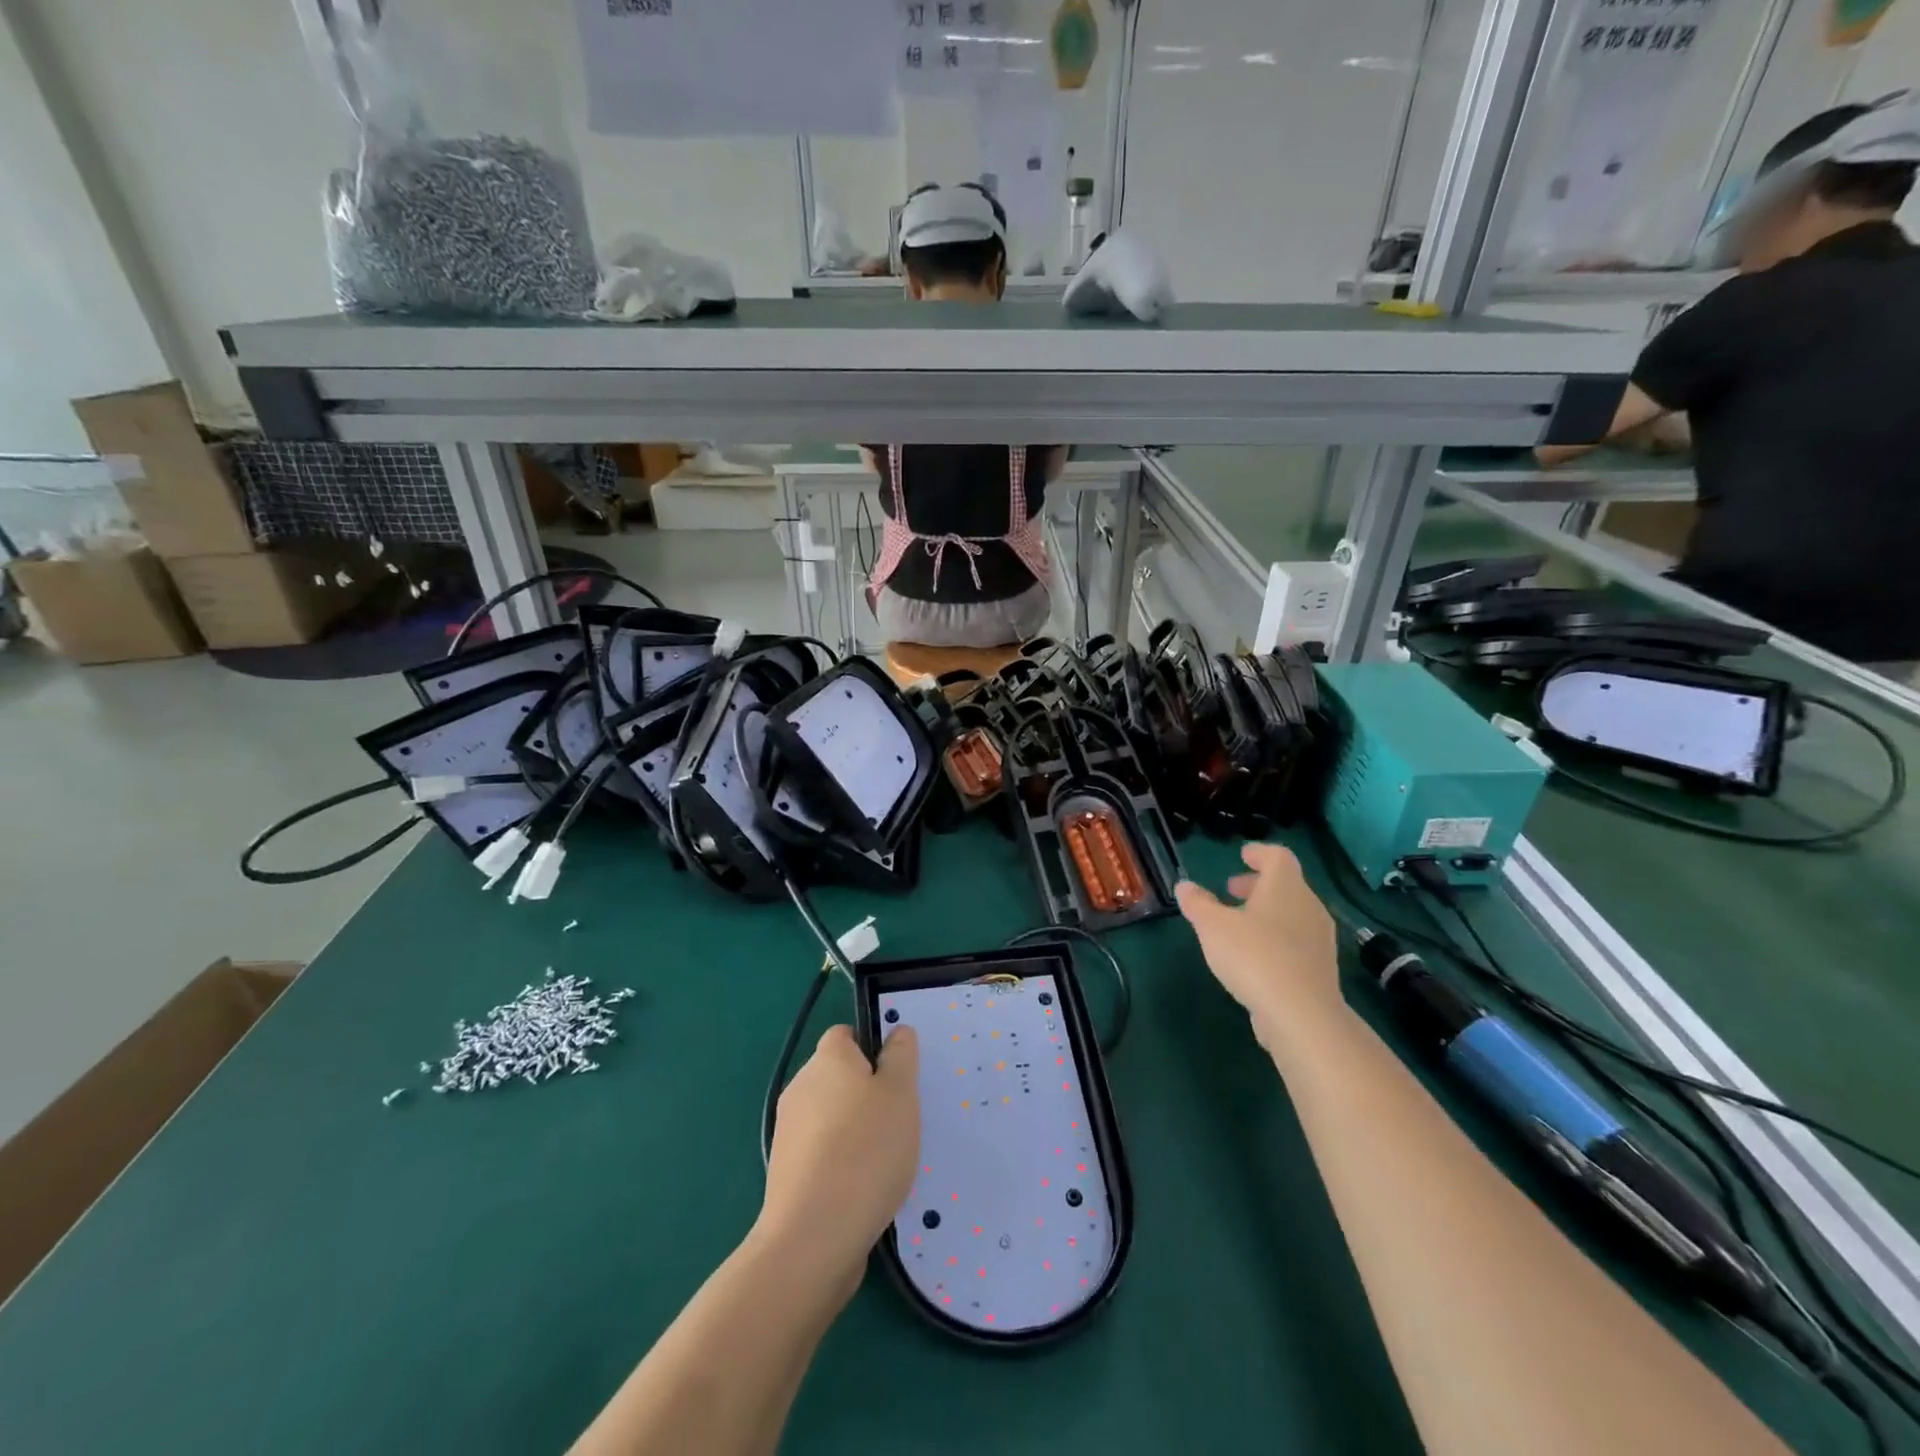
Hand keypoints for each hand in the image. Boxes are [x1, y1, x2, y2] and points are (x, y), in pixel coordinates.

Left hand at [760, 1025, 919, 1285]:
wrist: (813, 1237)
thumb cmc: (866, 1150)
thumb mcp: (900, 1094)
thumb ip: (901, 1056)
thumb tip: (897, 1032)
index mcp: (827, 1059)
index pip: (846, 1035)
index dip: (873, 1048)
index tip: (896, 1077)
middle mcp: (801, 1086)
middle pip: (838, 1076)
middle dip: (867, 1093)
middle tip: (899, 1119)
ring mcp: (788, 1131)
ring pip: (830, 1116)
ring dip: (855, 1130)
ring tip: (885, 1159)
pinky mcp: (786, 1172)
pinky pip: (821, 1152)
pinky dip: (841, 1162)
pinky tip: (863, 1187)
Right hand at [1175, 843, 1342, 1039]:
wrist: (1301, 1014)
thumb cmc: (1254, 956)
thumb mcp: (1212, 926)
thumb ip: (1197, 903)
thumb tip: (1184, 886)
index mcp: (1285, 886)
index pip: (1278, 856)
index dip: (1259, 853)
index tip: (1242, 855)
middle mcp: (1308, 906)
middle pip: (1286, 885)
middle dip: (1257, 885)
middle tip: (1232, 891)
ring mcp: (1319, 939)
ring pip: (1292, 914)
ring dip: (1266, 913)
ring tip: (1238, 925)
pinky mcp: (1320, 969)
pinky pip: (1296, 941)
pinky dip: (1276, 938)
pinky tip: (1255, 957)